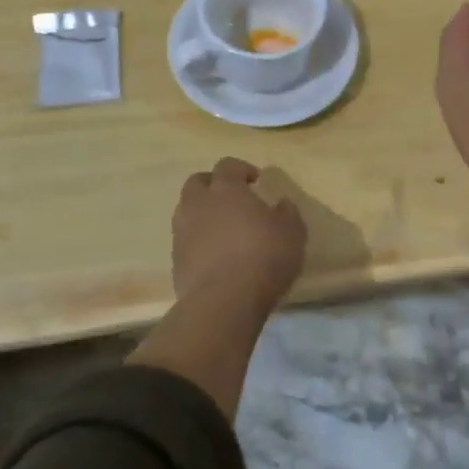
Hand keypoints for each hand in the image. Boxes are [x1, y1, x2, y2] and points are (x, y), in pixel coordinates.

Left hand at [171, 157, 306, 315]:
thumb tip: (281, 204)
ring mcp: (182, 233)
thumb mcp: (292, 232)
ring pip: (187, 212)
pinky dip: (199, 242)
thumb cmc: (263, 257)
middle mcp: (198, 204)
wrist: (223, 302)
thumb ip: (287, 212)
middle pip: (197, 183)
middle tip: (233, 199)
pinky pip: (186, 241)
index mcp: (226, 189)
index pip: (227, 165)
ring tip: (224, 230)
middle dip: (213, 185)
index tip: (256, 181)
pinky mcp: (176, 261)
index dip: (242, 169)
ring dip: (203, 214)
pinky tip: (217, 257)